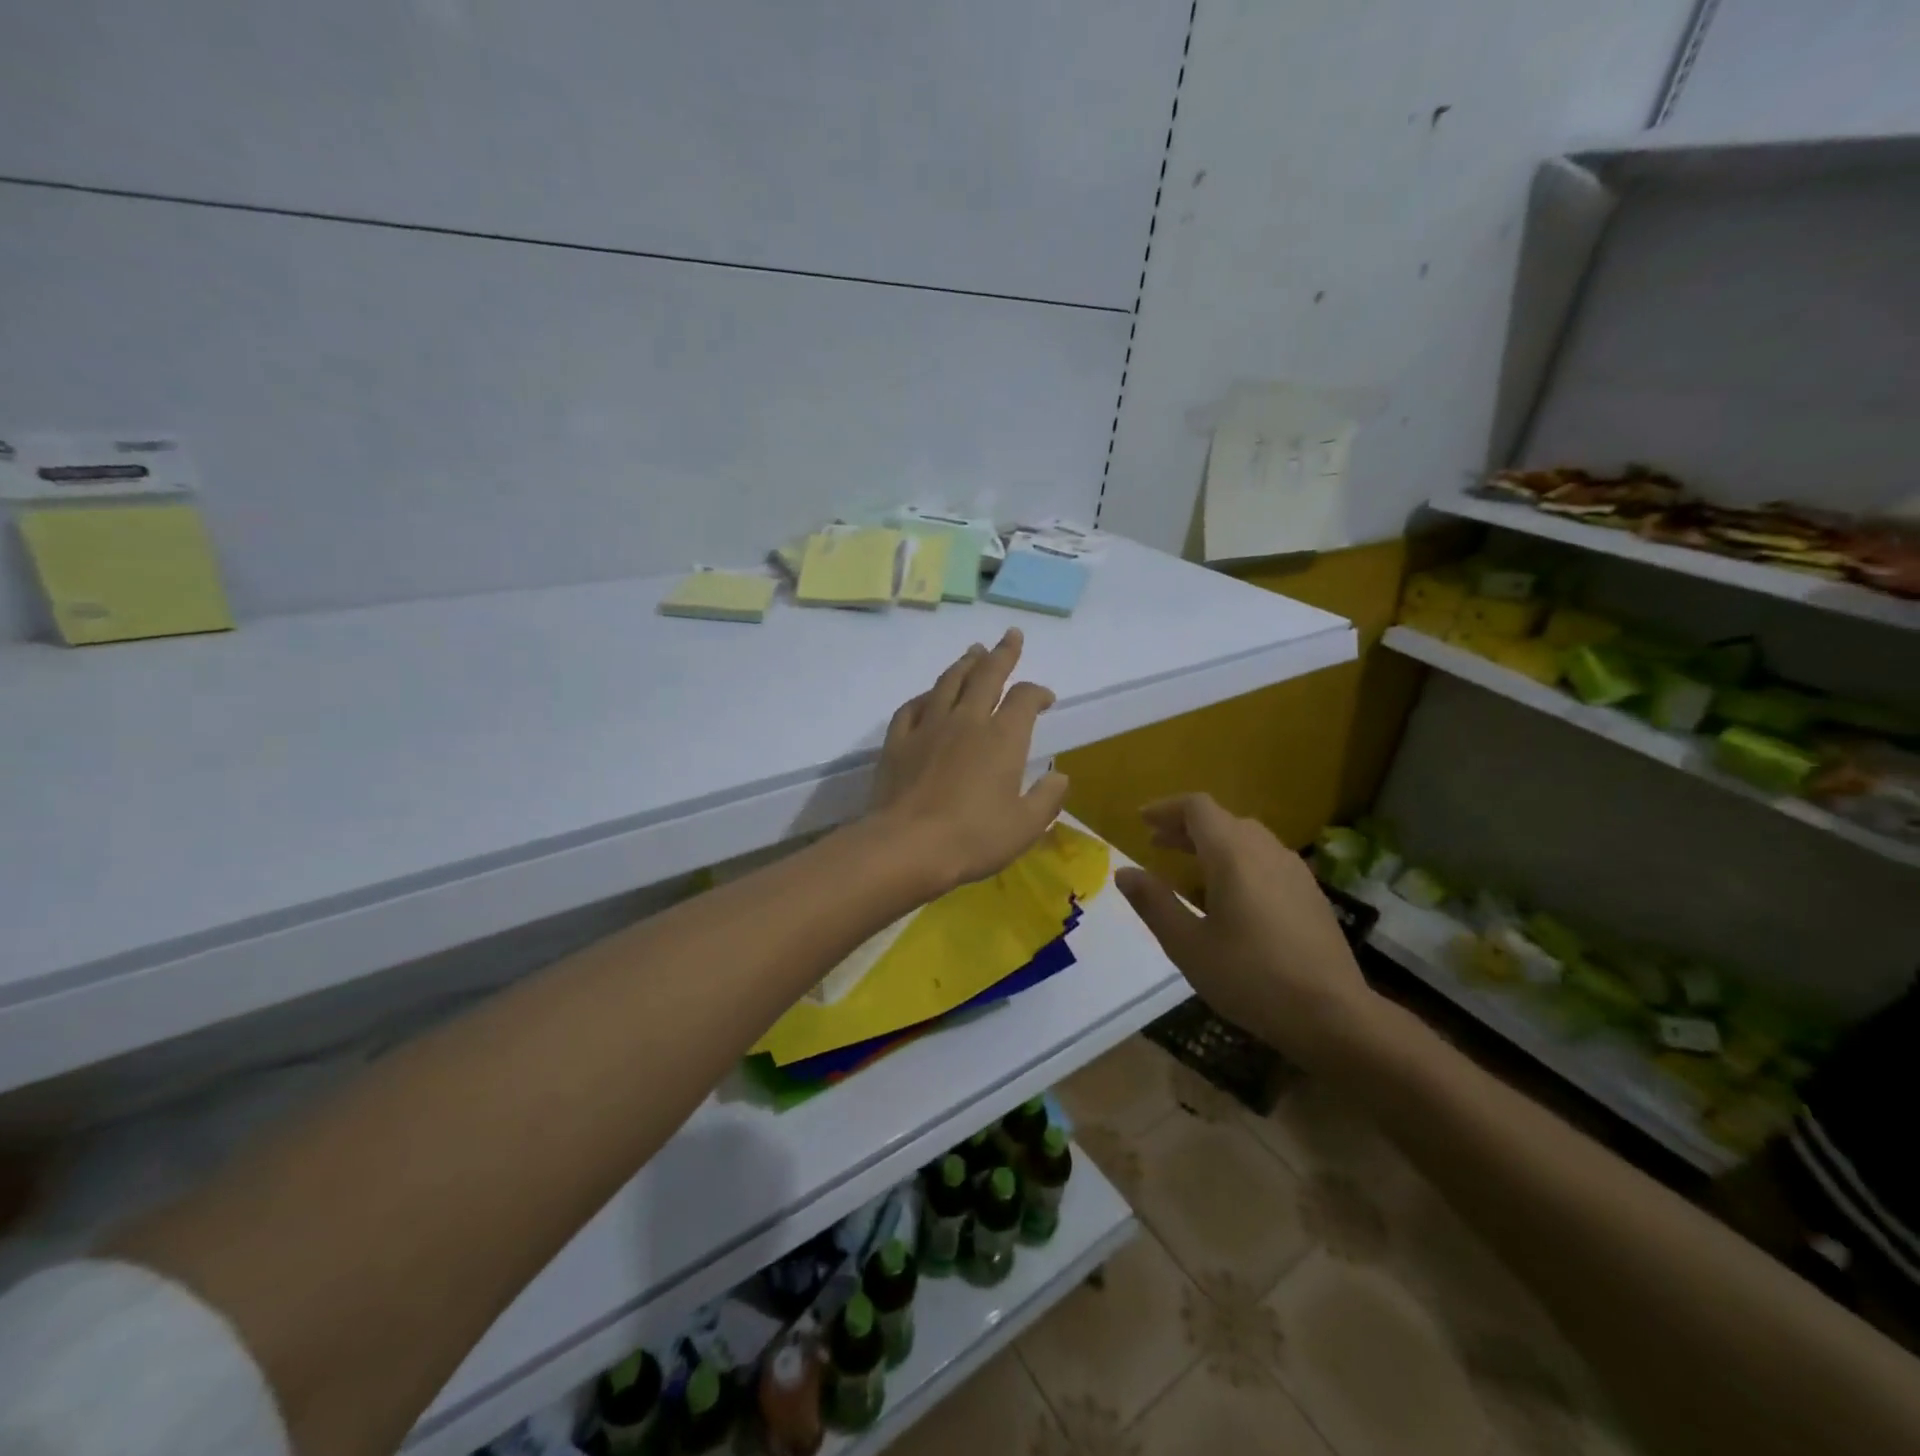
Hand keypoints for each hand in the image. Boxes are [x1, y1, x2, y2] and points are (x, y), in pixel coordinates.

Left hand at [871, 629, 1069, 892]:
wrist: (907, 846)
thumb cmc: (974, 838)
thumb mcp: (1025, 826)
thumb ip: (1047, 798)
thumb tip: (1059, 776)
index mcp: (1003, 738)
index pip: (1024, 699)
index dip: (1037, 692)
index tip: (1045, 698)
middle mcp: (967, 721)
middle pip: (986, 675)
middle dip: (1002, 653)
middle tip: (1010, 636)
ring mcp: (929, 727)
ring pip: (949, 682)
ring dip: (965, 664)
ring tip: (973, 652)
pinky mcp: (898, 741)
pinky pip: (913, 707)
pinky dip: (926, 696)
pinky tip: (929, 695)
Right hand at [1115, 794, 1376, 1070]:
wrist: (1333, 1015)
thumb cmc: (1250, 978)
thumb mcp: (1187, 945)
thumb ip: (1154, 903)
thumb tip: (1124, 872)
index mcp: (1233, 855)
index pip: (1197, 808)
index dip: (1166, 809)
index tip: (1142, 821)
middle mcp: (1266, 851)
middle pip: (1222, 819)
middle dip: (1186, 827)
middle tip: (1157, 844)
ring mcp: (1294, 870)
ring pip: (1247, 837)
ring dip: (1213, 842)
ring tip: (1189, 867)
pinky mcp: (1311, 893)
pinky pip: (1266, 859)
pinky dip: (1239, 860)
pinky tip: (1231, 894)